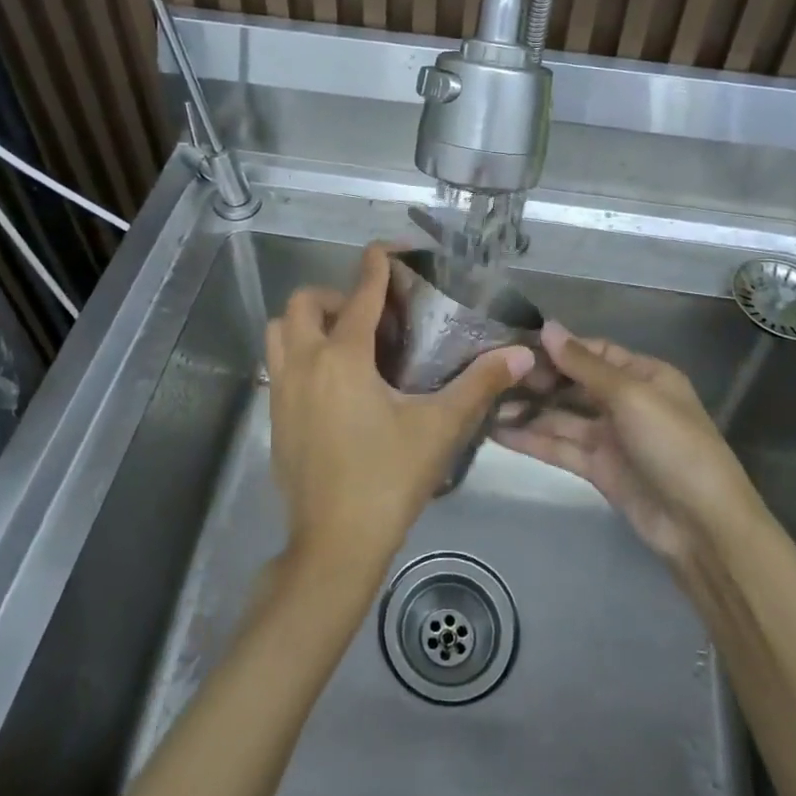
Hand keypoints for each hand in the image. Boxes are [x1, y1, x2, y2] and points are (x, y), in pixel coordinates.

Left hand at [266, 243, 533, 584]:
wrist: (334, 545)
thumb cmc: (387, 479)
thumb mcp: (439, 429)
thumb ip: (479, 385)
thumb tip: (521, 354)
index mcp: (342, 357)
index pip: (360, 293)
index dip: (377, 265)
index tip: (389, 250)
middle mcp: (304, 363)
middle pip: (304, 302)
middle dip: (335, 295)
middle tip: (369, 317)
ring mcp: (282, 391)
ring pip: (280, 332)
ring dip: (308, 323)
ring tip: (346, 343)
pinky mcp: (275, 417)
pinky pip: (279, 364)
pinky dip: (300, 355)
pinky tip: (334, 385)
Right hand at [496, 323, 760, 560]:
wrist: (702, 527)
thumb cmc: (673, 446)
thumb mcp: (631, 396)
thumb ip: (584, 364)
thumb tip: (547, 327)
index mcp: (642, 375)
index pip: (590, 352)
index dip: (554, 348)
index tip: (511, 344)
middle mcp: (624, 400)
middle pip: (572, 383)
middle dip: (535, 380)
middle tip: (489, 376)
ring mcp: (610, 436)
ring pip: (561, 416)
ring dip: (527, 410)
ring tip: (484, 403)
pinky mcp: (598, 469)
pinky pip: (560, 446)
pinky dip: (532, 439)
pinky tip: (498, 432)